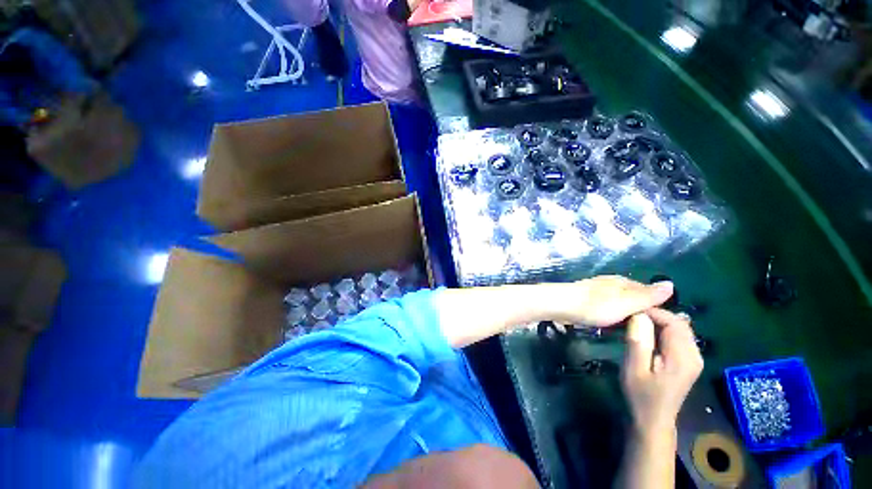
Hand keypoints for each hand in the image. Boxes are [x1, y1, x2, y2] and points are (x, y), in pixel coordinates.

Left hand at [548, 276, 675, 326]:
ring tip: (630, 329)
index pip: (648, 291)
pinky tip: (610, 323)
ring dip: (625, 313)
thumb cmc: (596, 306)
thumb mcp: (626, 302)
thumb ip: (647, 296)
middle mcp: (611, 283)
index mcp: (623, 282)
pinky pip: (605, 307)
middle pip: (632, 296)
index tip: (663, 323)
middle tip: (647, 330)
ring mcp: (597, 290)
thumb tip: (671, 283)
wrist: (562, 305)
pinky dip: (611, 314)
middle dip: (640, 310)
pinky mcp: (586, 299)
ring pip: (618, 302)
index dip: (656, 305)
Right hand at [621, 308, 702, 433]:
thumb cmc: (641, 395)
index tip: (629, 310)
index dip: (653, 311)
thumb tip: (639, 314)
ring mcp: (693, 358)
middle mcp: (694, 354)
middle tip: (630, 316)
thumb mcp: (634, 368)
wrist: (653, 420)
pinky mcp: (687, 361)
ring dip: (657, 322)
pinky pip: (677, 336)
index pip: (674, 322)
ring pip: (678, 328)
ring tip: (634, 323)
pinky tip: (645, 334)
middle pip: (679, 323)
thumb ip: (638, 341)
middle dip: (655, 315)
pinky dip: (661, 330)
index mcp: (683, 357)